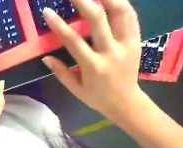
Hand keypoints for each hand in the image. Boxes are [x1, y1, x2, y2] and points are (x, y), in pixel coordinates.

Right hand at [43, 0, 142, 118]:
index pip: (73, 40)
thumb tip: (46, 58)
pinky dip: (121, 4)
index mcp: (92, 66)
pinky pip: (131, 16)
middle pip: (97, 18)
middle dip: (83, 0)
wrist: (125, 102)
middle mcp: (110, 52)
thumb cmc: (96, 97)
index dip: (58, 25)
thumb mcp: (75, 89)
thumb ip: (60, 72)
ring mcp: (126, 44)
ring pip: (120, 11)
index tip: (47, 12)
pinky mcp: (136, 41)